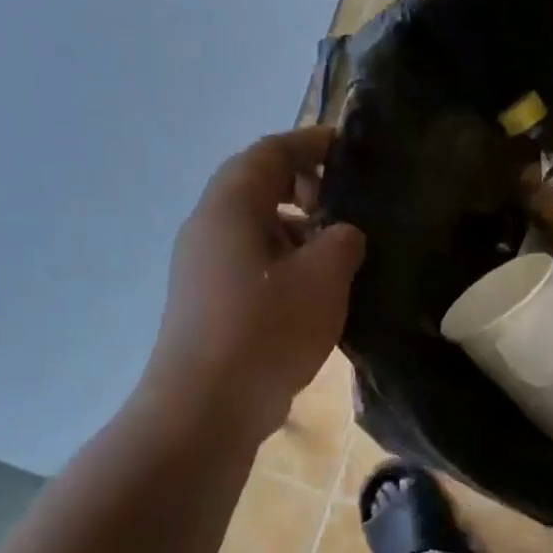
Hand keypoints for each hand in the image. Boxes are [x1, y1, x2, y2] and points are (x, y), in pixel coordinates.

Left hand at [141, 126, 365, 443]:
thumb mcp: (323, 278)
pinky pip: (252, 261)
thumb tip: (341, 234)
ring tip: (339, 252)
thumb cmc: (266, 330)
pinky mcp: (208, 301)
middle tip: (346, 207)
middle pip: (257, 186)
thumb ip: (342, 241)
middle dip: (305, 187)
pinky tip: (317, 291)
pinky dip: (286, 259)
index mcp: (230, 208)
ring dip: (298, 228)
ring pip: (255, 227)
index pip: (269, 153)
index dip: (310, 143)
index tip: (349, 149)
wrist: (205, 408)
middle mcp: (208, 228)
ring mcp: (203, 267)